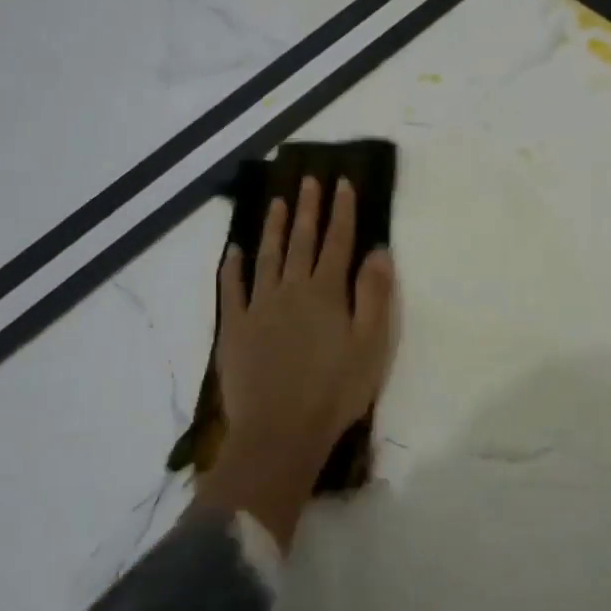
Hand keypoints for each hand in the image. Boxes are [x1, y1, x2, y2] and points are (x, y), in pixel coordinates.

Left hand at [211, 176, 395, 497]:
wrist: (280, 431)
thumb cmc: (335, 390)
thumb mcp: (371, 344)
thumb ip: (374, 294)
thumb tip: (378, 251)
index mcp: (326, 292)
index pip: (337, 242)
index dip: (342, 211)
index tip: (341, 183)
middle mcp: (291, 289)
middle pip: (301, 241)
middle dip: (307, 209)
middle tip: (308, 180)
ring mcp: (258, 307)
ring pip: (267, 256)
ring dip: (272, 227)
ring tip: (276, 201)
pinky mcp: (235, 328)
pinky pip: (232, 289)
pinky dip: (232, 267)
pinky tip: (234, 251)